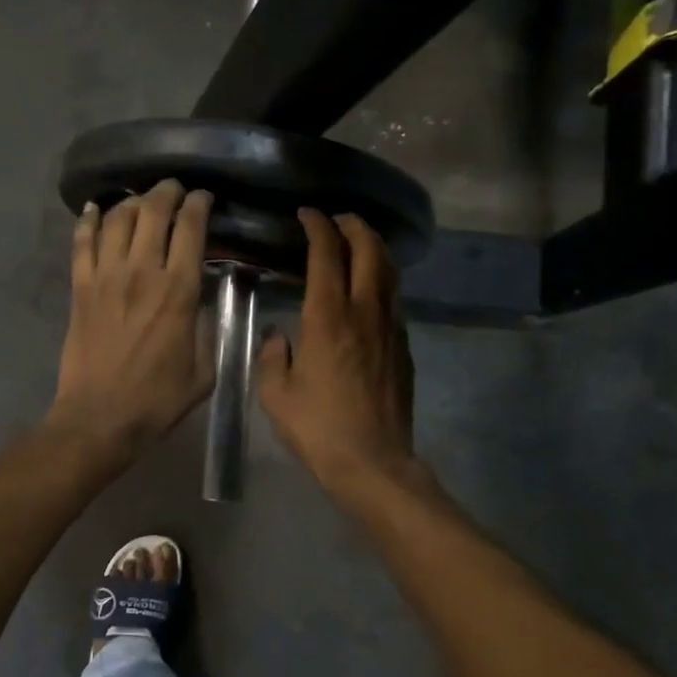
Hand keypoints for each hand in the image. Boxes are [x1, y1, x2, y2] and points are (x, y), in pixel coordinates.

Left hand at [48, 180, 213, 457]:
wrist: (99, 418)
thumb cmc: (157, 400)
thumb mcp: (203, 371)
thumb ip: (207, 329)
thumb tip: (202, 301)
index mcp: (178, 291)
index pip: (191, 228)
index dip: (199, 204)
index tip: (204, 198)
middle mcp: (141, 272)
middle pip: (153, 211)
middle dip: (167, 192)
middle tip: (174, 190)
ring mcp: (105, 277)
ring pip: (117, 219)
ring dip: (132, 201)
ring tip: (141, 200)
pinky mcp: (80, 288)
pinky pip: (82, 242)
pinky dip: (88, 221)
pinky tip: (95, 209)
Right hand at [257, 209, 419, 495]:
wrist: (373, 462)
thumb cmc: (318, 428)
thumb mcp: (276, 394)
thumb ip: (273, 356)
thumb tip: (280, 337)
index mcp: (328, 317)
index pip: (327, 254)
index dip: (318, 227)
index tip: (308, 215)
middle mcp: (364, 312)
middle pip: (369, 251)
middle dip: (354, 226)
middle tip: (338, 219)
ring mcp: (390, 328)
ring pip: (389, 272)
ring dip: (374, 248)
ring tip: (359, 242)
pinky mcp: (403, 348)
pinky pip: (394, 300)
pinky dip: (382, 281)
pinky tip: (370, 291)